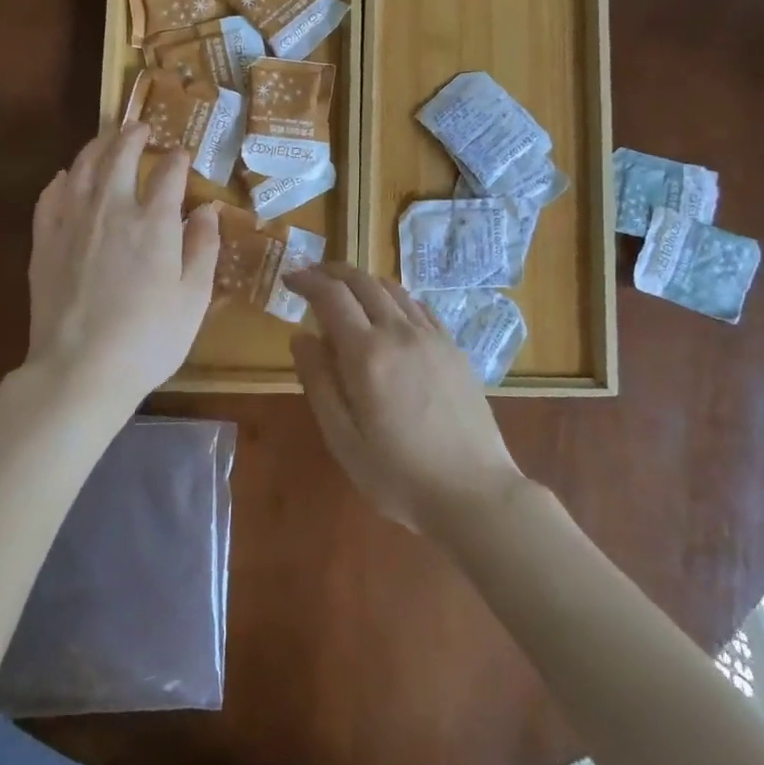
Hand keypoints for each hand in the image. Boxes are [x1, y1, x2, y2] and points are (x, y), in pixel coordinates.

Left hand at [25, 123, 220, 407]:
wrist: (80, 370)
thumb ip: (204, 248)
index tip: (184, 154)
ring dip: (97, 147)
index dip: (178, 160)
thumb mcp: (194, 298)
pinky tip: (65, 178)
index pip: (169, 174)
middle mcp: (112, 210)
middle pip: (119, 156)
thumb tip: (209, 210)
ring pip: (82, 168)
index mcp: (155, 223)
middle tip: (140, 127)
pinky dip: (60, 181)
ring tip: (106, 139)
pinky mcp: (44, 243)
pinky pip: (49, 197)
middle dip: (132, 136)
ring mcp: (72, 224)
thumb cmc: (149, 339)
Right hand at [286, 263, 525, 533]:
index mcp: (367, 354)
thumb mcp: (343, 439)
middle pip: (363, 282)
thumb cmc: (398, 475)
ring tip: (347, 292)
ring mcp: (433, 338)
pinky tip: (390, 314)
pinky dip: (395, 299)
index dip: (307, 281)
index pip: (331, 296)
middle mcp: (400, 333)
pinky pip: (420, 307)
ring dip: (364, 282)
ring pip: (394, 290)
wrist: (473, 492)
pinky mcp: (454, 348)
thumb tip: (300, 336)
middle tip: (313, 277)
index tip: (290, 279)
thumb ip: (318, 382)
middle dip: (333, 272)